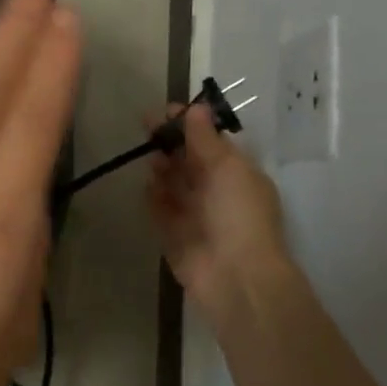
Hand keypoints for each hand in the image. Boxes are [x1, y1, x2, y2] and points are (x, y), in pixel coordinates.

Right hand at [147, 103, 289, 327]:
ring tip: (150, 158)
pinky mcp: (174, 235)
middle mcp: (216, 191)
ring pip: (173, 183)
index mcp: (237, 173)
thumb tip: (195, 108)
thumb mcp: (228, 167)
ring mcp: (194, 214)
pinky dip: (153, 196)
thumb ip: (205, 139)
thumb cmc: (239, 215)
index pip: (210, 141)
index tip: (166, 112)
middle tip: (147, 128)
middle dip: (170, 143)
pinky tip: (147, 185)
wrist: (235, 277)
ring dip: (162, 167)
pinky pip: (160, 209)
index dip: (189, 125)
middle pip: (189, 160)